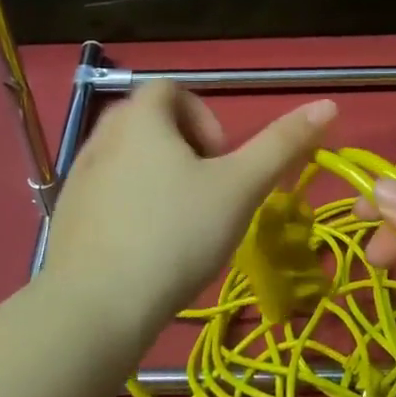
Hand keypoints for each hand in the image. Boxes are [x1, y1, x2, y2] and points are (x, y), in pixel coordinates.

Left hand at [41, 81, 336, 348]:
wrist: (97, 307)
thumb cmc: (177, 235)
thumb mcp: (240, 188)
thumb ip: (282, 145)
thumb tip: (329, 104)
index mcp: (141, 119)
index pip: (171, 89)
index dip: (205, 117)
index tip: (222, 162)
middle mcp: (102, 138)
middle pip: (148, 122)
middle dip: (184, 148)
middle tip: (207, 191)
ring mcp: (79, 178)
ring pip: (128, 159)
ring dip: (159, 177)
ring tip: (180, 222)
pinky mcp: (66, 216)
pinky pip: (107, 193)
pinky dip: (132, 205)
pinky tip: (147, 247)